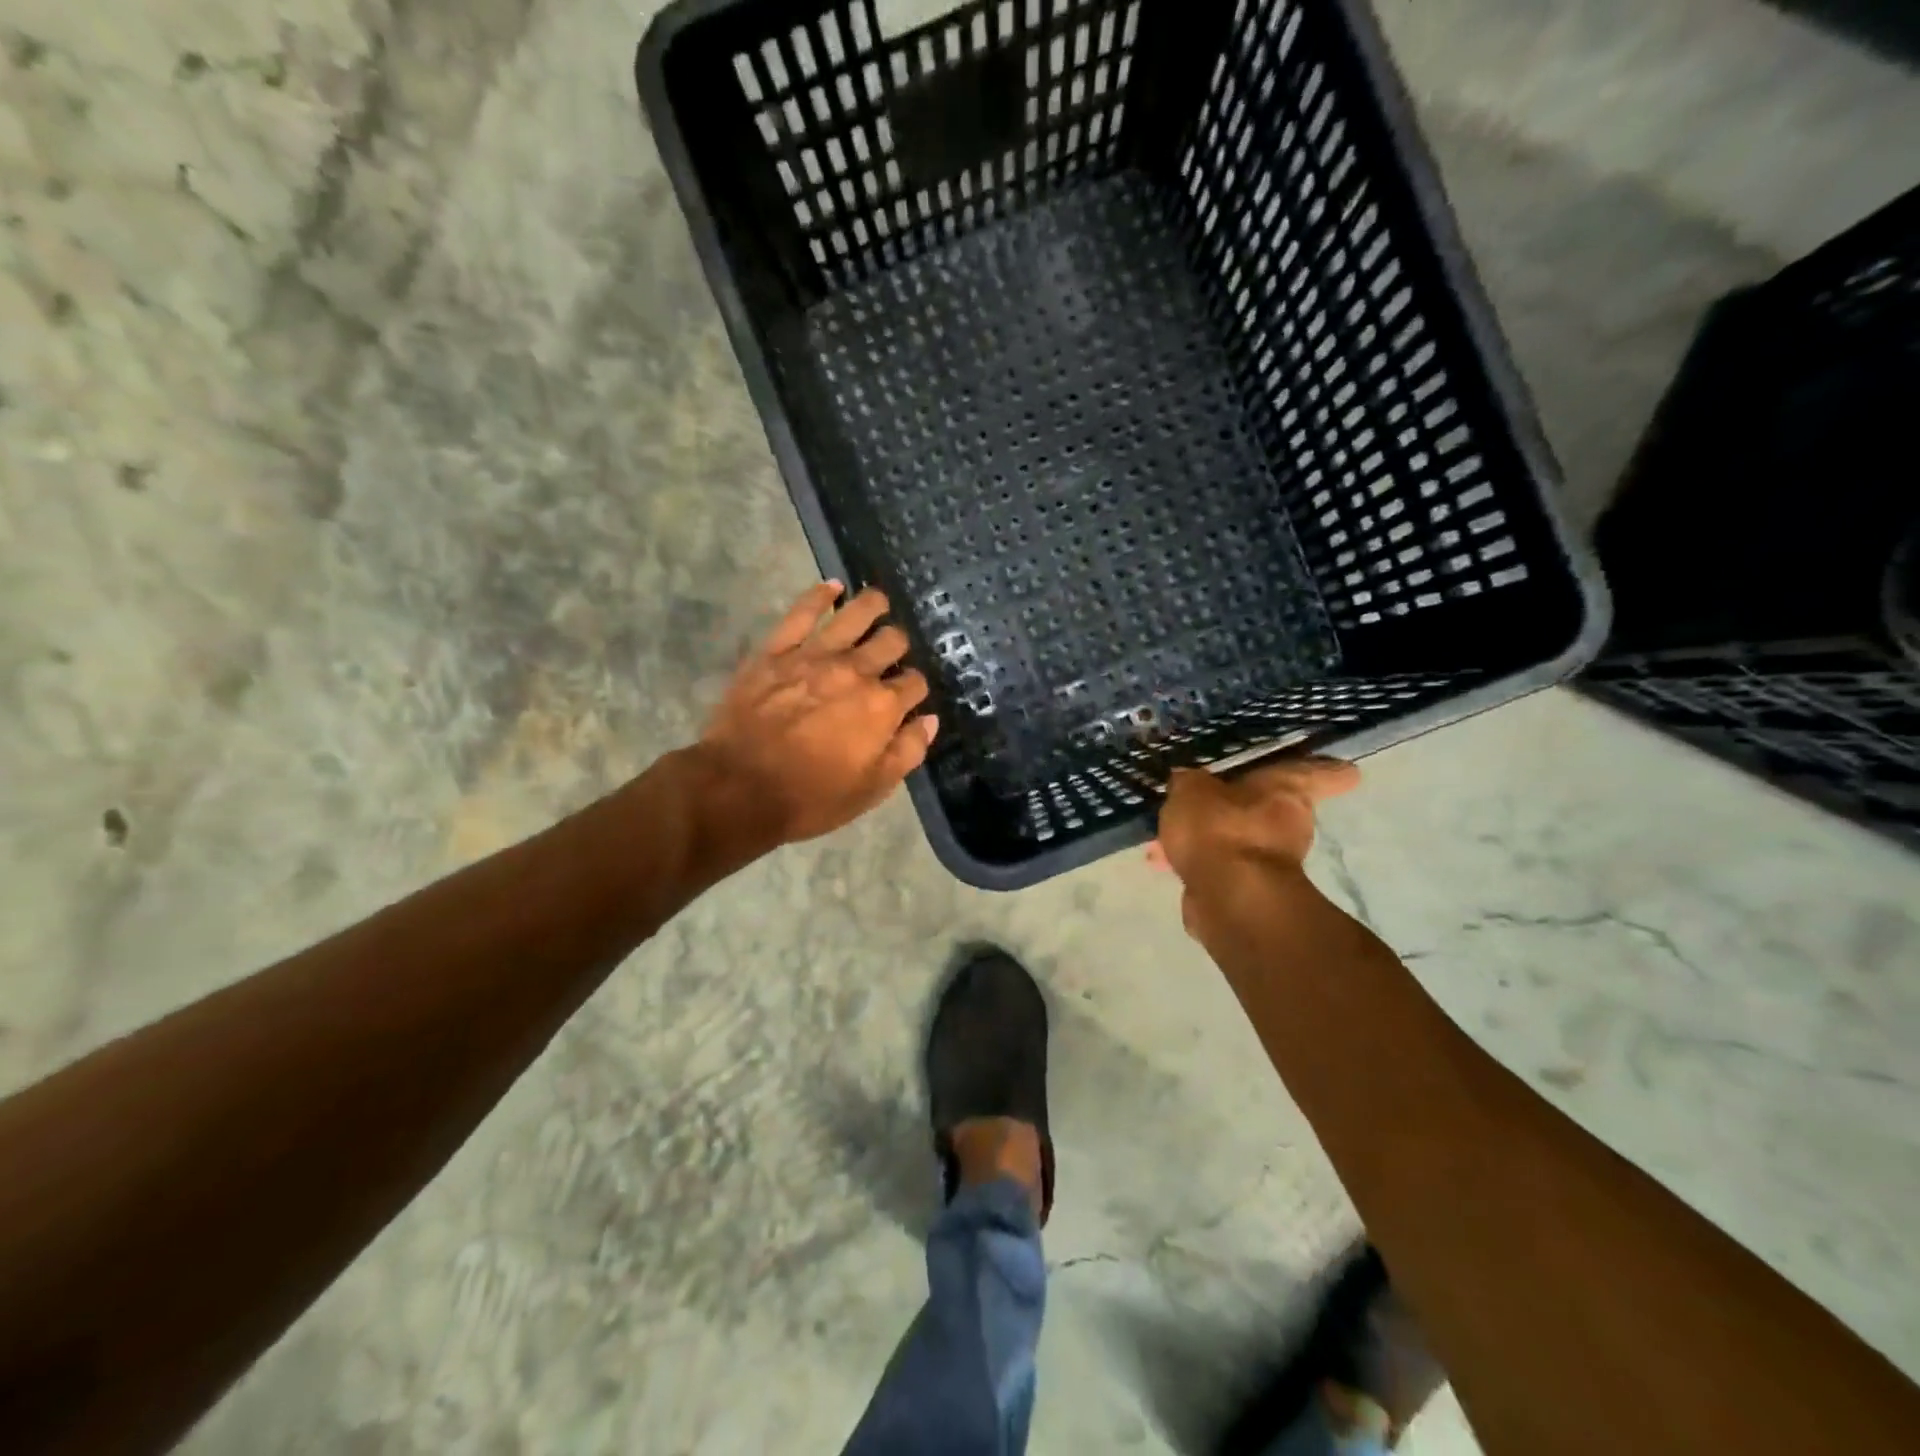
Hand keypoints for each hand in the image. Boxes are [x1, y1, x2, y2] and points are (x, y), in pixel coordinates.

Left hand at [696, 582, 937, 846]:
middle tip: (891, 654)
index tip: (908, 697)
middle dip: (898, 646)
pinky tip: (833, 586)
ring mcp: (816, 654)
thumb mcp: (871, 789)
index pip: (915, 684)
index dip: (915, 689)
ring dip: (873, 605)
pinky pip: (803, 612)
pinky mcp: (778, 649)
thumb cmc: (811, 797)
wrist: (738, 787)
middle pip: (891, 642)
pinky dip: (820, 595)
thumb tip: (930, 720)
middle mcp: (856, 671)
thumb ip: (907, 751)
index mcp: (882, 706)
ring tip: (878, 603)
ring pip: (856, 614)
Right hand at [1150, 756, 1359, 935]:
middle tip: (1209, 800)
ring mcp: (1272, 863)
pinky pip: (1222, 869)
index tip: (1345, 771)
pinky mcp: (1251, 893)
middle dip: (1241, 808)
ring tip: (1167, 838)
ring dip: (1210, 840)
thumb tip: (1187, 781)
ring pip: (1239, 842)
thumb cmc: (1220, 829)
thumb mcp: (1191, 791)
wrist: (1230, 897)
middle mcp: (1290, 825)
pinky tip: (1165, 863)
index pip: (1318, 773)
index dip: (1328, 770)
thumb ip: (1188, 784)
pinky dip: (1199, 865)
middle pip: (1271, 810)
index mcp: (1287, 790)